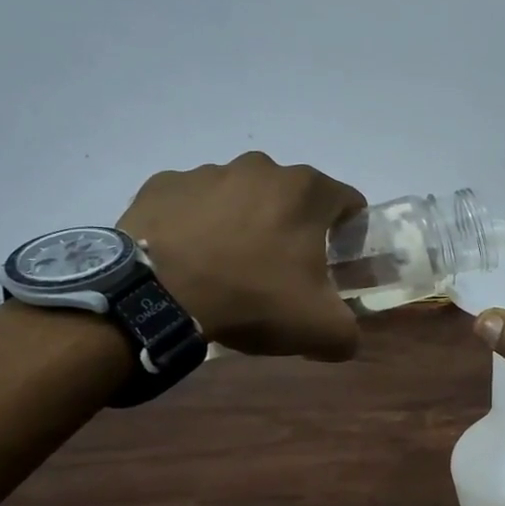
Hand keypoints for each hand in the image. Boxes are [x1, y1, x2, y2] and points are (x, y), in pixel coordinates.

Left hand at [119, 152, 366, 359]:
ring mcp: (208, 172)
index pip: (347, 202)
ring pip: (241, 196)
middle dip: (292, 227)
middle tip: (280, 270)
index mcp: (306, 191)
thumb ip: (347, 331)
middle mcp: (261, 167)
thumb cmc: (252, 298)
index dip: (347, 232)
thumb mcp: (319, 328)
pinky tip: (190, 257)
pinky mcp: (164, 185)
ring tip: (228, 266)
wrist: (156, 296)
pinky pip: (193, 203)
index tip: (334, 261)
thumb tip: (345, 338)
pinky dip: (197, 224)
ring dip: (243, 222)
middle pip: (291, 197)